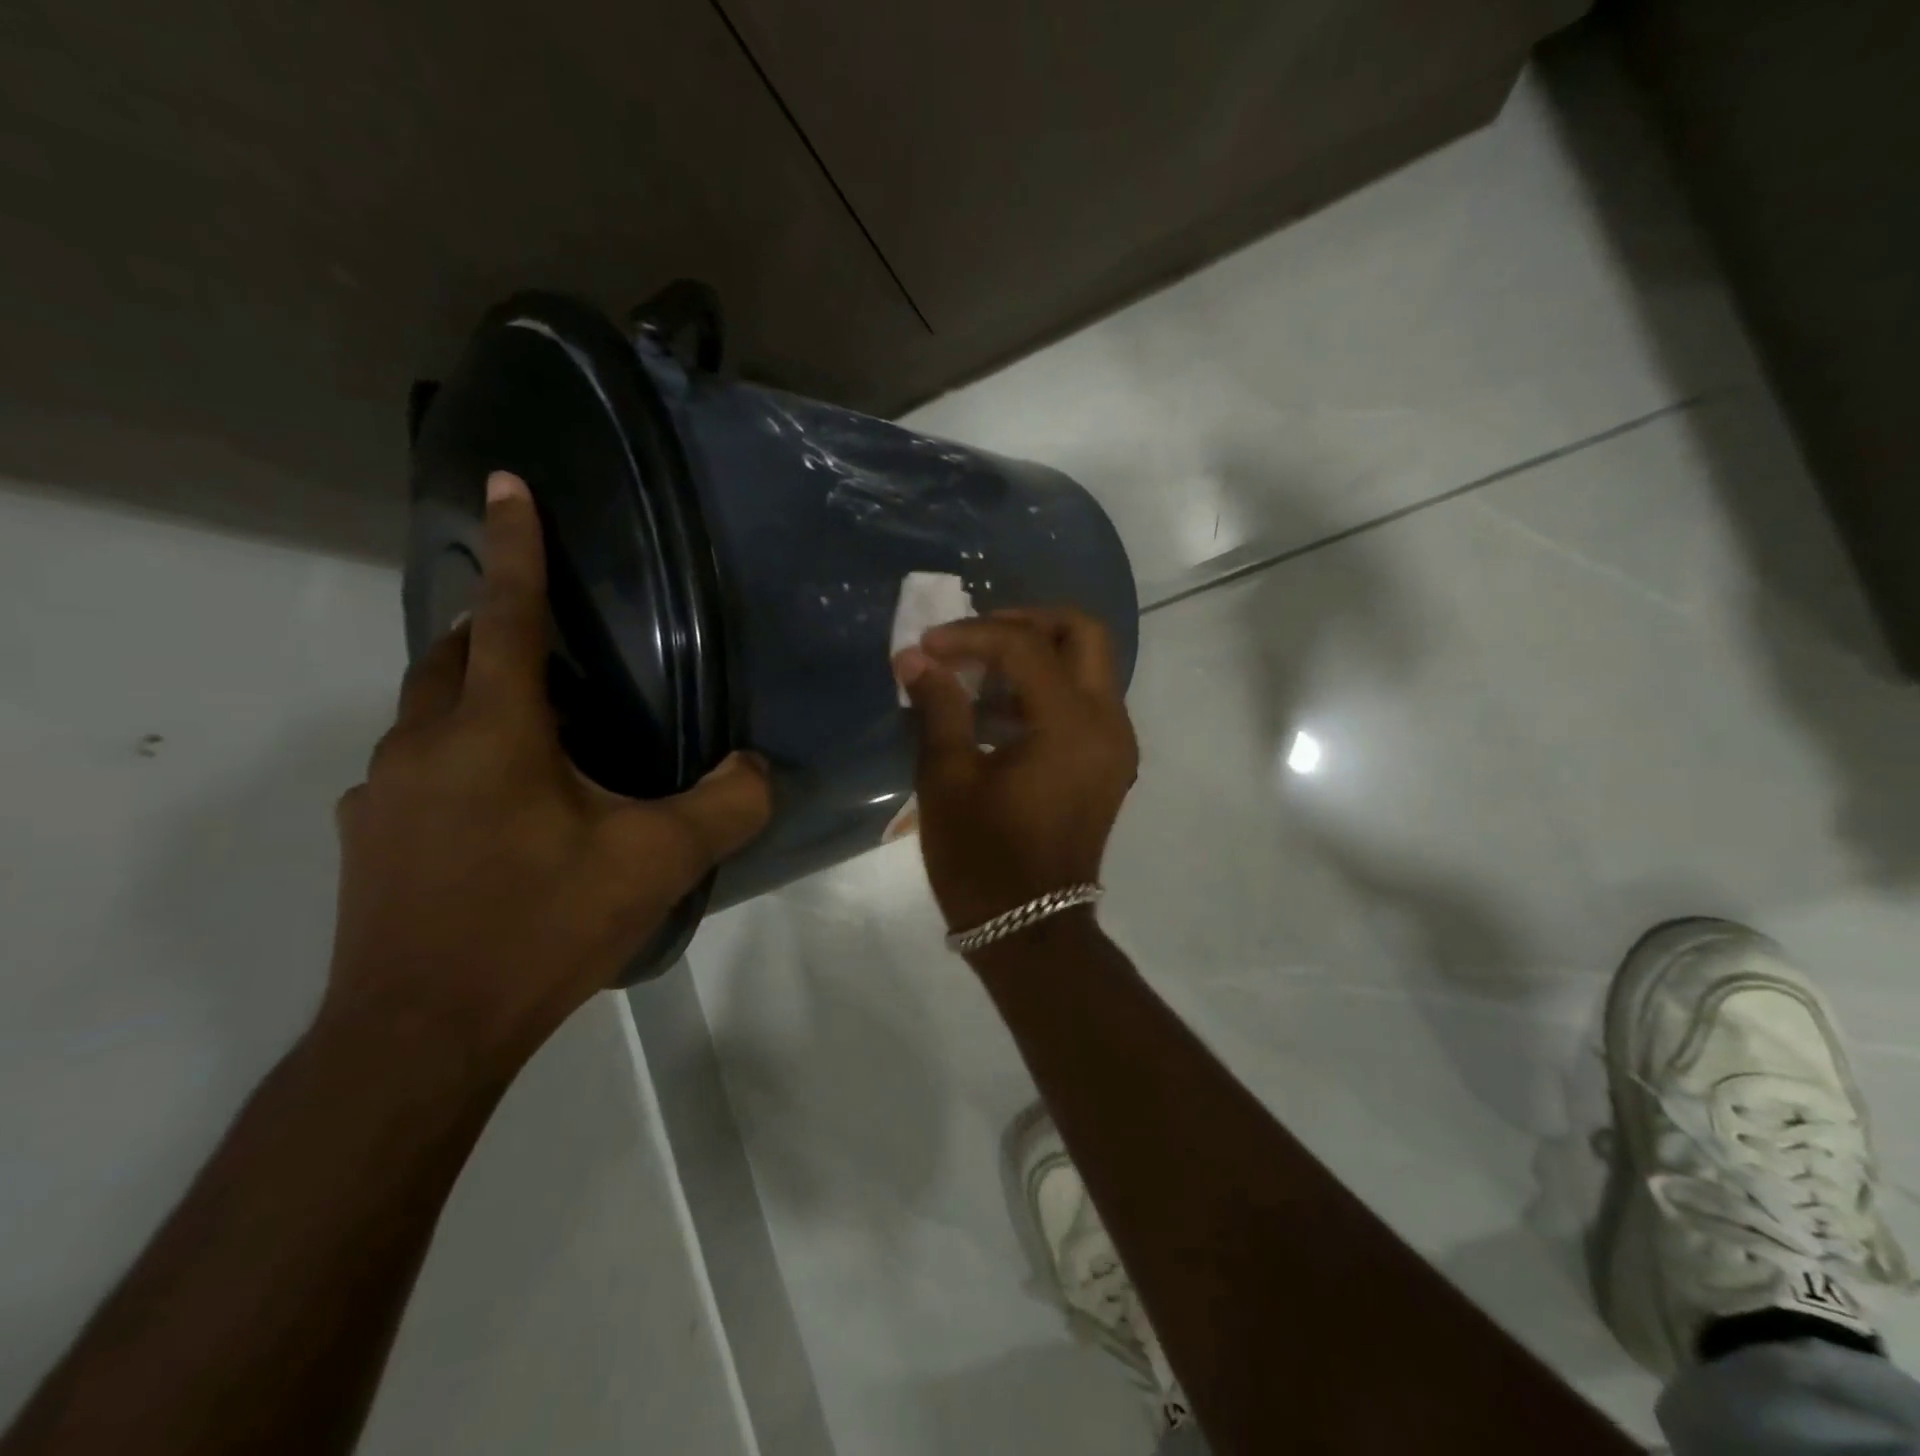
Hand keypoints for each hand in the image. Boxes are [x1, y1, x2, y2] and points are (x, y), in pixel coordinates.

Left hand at [326, 471, 770, 1074]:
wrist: (421, 1036)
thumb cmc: (541, 927)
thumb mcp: (656, 864)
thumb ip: (725, 807)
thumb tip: (760, 769)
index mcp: (492, 733)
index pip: (505, 617)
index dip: (514, 548)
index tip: (506, 483)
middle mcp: (422, 746)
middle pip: (452, 656)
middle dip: (493, 628)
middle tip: (552, 643)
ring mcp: (381, 795)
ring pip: (430, 715)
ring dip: (479, 701)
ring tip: (540, 733)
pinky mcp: (369, 840)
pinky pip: (417, 770)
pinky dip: (459, 759)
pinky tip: (501, 812)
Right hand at [894, 607, 1137, 934]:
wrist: (1031, 929)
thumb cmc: (983, 858)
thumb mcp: (948, 779)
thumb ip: (938, 706)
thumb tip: (915, 657)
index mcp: (1071, 724)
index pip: (1025, 646)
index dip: (971, 635)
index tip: (928, 646)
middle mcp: (1108, 723)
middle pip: (1083, 634)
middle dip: (1027, 622)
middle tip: (975, 638)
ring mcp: (1115, 745)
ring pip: (1089, 666)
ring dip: (1036, 655)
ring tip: (977, 675)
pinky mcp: (1108, 764)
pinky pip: (1085, 702)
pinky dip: (1046, 689)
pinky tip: (997, 713)